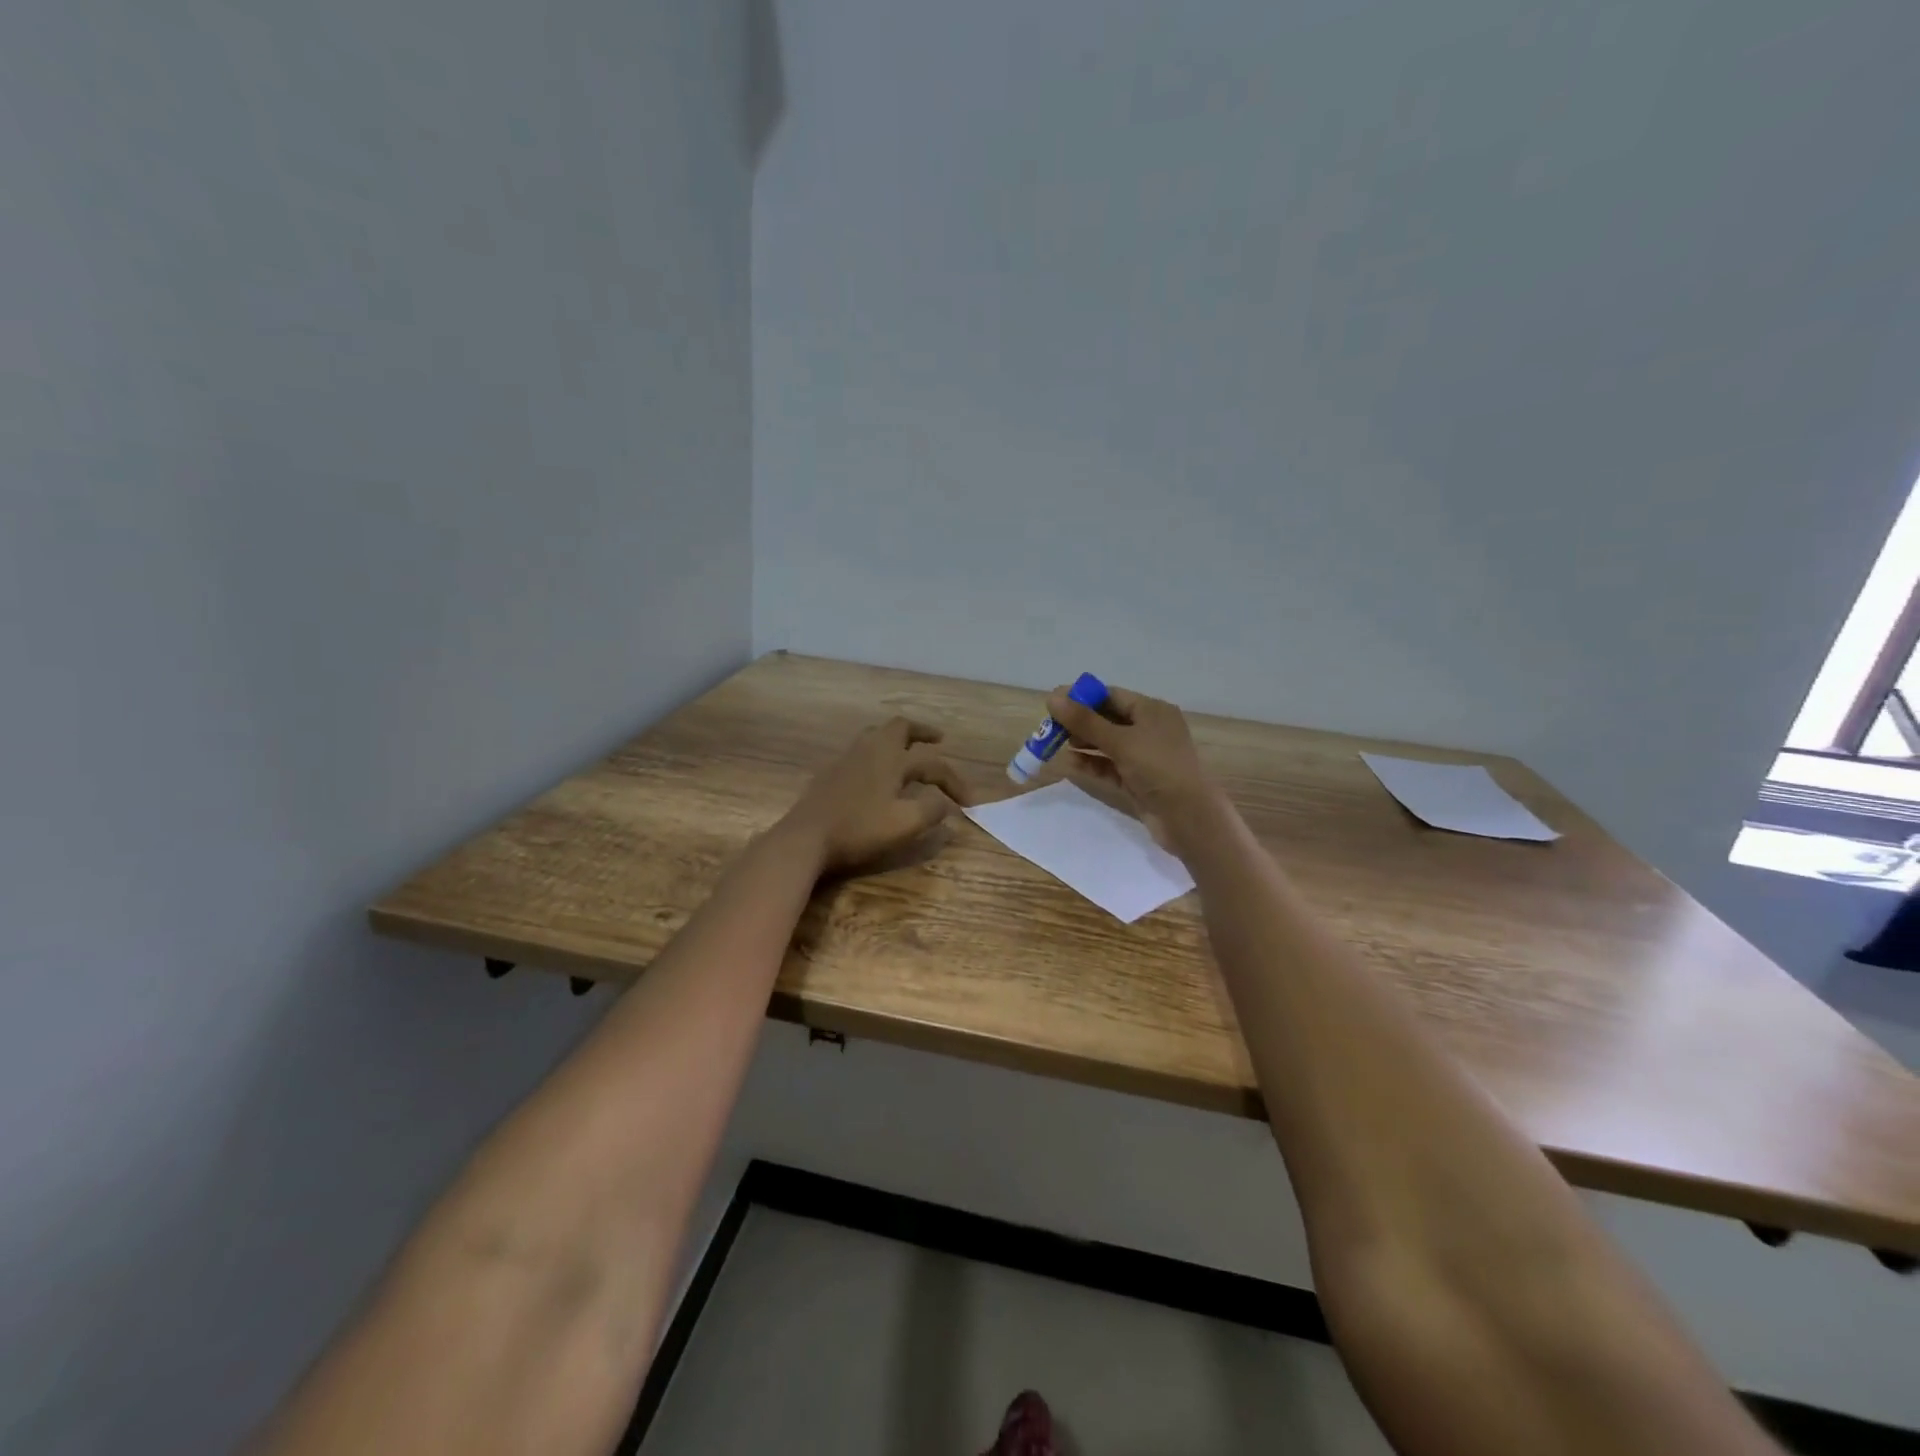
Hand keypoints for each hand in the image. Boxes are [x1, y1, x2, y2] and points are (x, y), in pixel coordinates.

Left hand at [783, 717, 971, 875]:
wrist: (805, 838)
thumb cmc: (858, 829)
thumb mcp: (904, 825)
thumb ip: (931, 811)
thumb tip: (945, 804)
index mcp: (892, 758)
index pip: (933, 765)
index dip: (954, 781)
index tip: (968, 803)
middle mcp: (870, 749)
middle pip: (899, 727)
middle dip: (922, 731)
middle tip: (938, 739)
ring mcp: (846, 758)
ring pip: (876, 735)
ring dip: (897, 739)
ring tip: (908, 751)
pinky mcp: (830, 772)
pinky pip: (861, 751)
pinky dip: (878, 754)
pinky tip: (876, 773)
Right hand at [1044, 683, 1216, 840]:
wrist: (1188, 818)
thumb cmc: (1158, 768)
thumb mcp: (1120, 741)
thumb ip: (1085, 720)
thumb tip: (1052, 696)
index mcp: (1152, 711)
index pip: (1111, 696)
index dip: (1082, 698)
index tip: (1053, 704)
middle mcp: (1149, 729)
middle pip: (1107, 719)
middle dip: (1079, 722)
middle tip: (1050, 728)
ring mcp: (1144, 756)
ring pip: (1107, 743)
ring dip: (1083, 743)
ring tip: (1057, 745)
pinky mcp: (1138, 780)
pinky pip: (1110, 766)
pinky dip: (1092, 764)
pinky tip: (1070, 764)